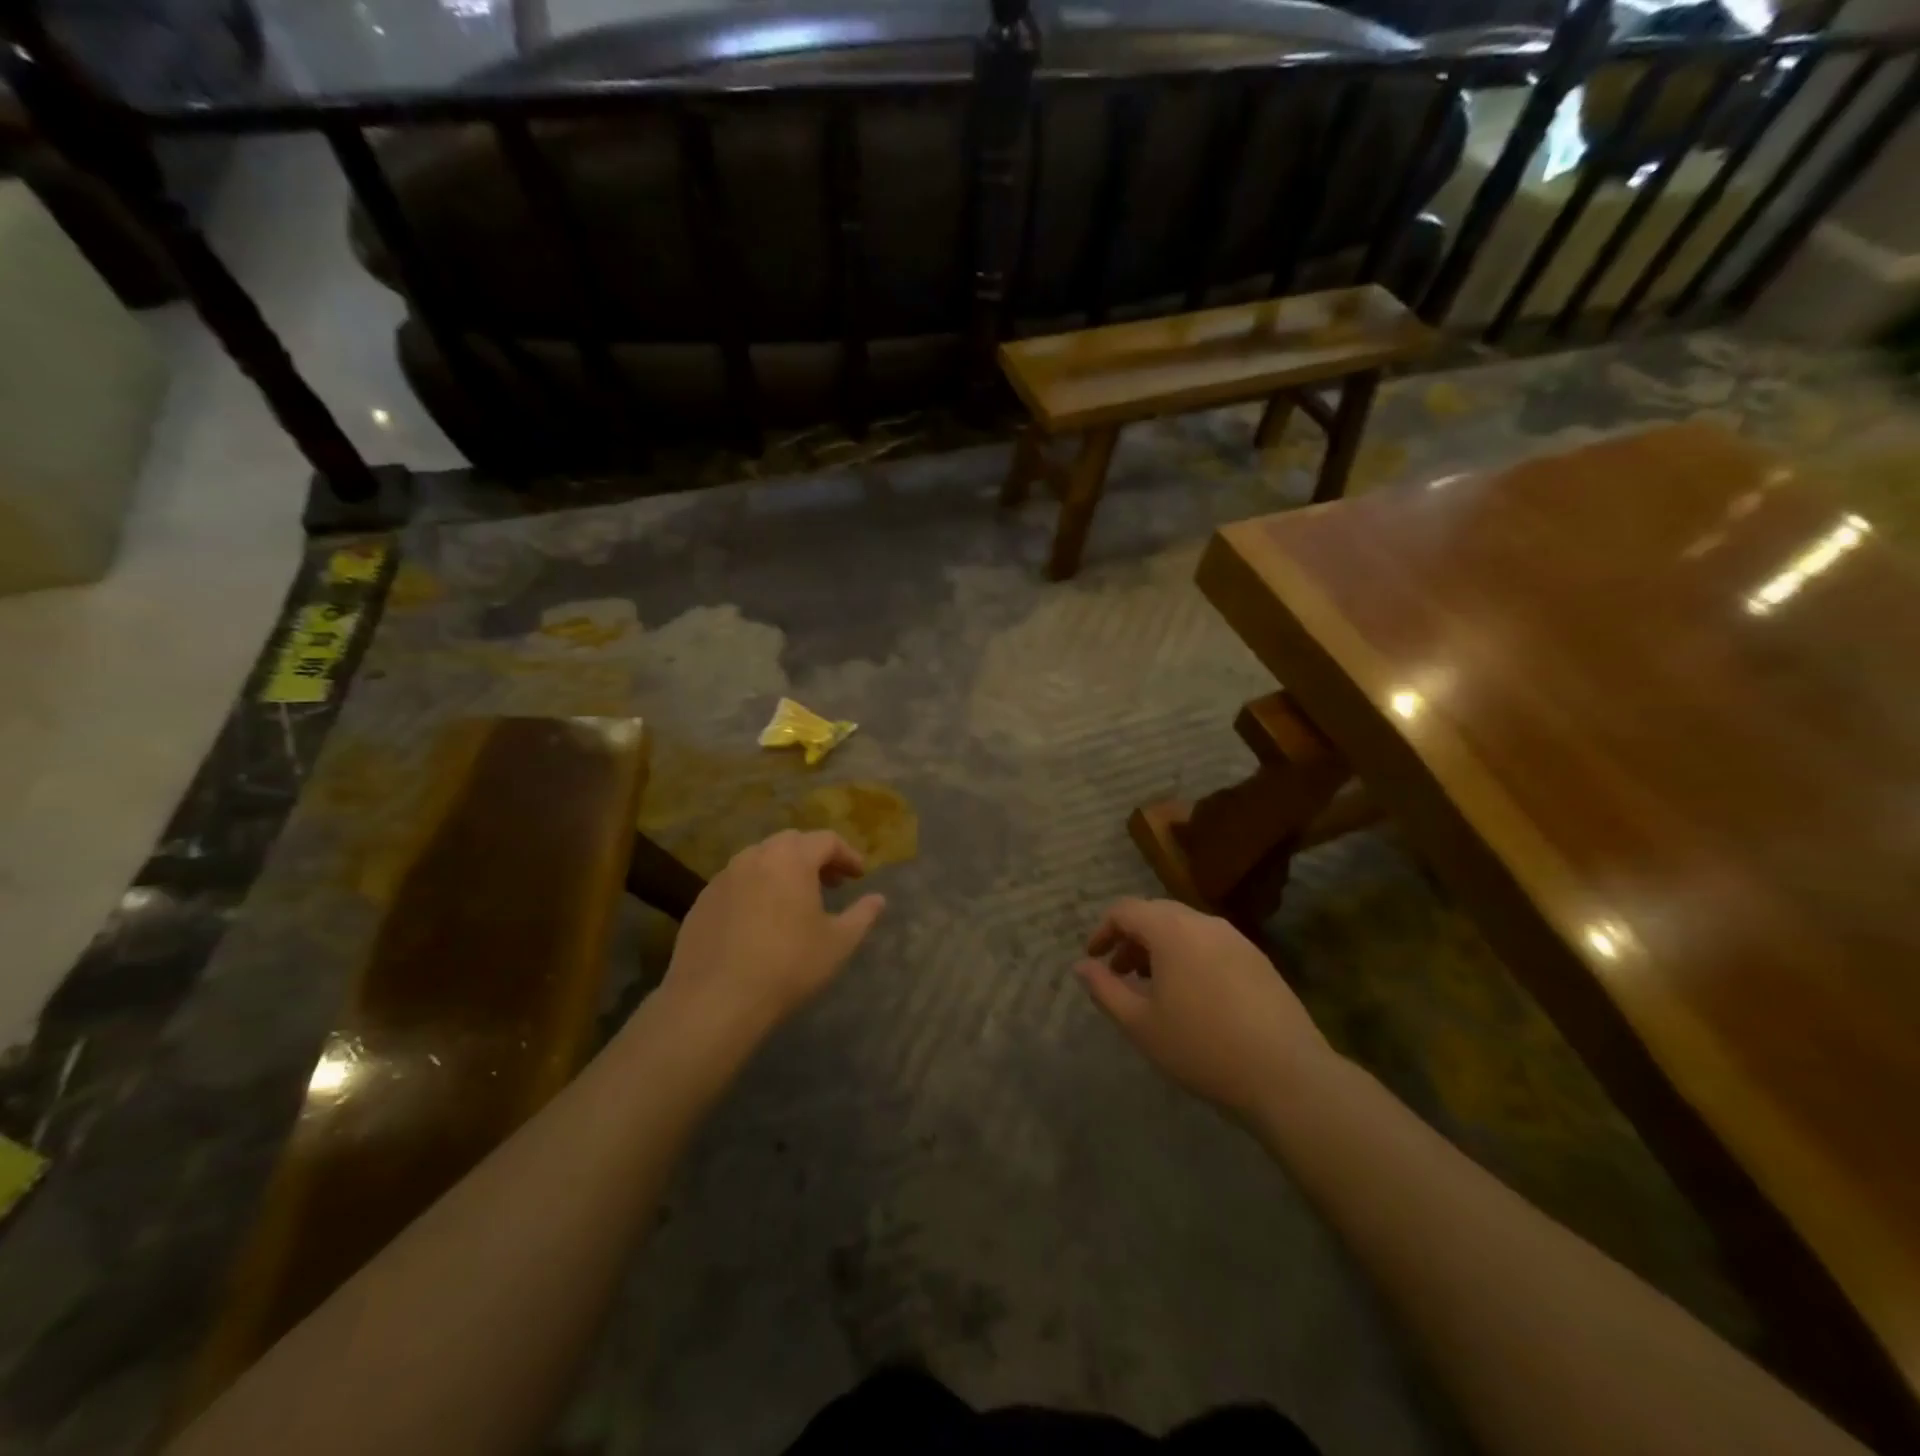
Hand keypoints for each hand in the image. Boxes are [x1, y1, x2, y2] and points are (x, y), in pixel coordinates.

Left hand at [661, 830, 886, 1039]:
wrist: (715, 999)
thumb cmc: (788, 966)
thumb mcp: (838, 943)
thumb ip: (862, 915)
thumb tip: (878, 899)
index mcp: (792, 859)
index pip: (826, 840)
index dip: (847, 855)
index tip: (858, 876)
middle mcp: (755, 857)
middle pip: (791, 842)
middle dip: (814, 857)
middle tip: (830, 883)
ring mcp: (724, 877)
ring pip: (759, 859)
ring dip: (782, 870)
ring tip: (794, 900)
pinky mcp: (702, 900)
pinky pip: (736, 882)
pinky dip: (755, 889)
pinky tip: (759, 920)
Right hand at [1074, 898, 1334, 1119]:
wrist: (1286, 1075)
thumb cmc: (1201, 1047)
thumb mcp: (1140, 1024)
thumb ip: (1105, 989)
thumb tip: (1082, 966)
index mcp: (1171, 929)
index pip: (1126, 910)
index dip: (1103, 931)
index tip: (1094, 959)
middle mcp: (1204, 923)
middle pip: (1157, 915)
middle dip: (1132, 940)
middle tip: (1120, 974)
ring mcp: (1236, 939)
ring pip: (1186, 929)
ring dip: (1161, 949)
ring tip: (1153, 988)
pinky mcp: (1258, 960)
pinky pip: (1211, 945)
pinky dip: (1189, 957)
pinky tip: (1192, 998)